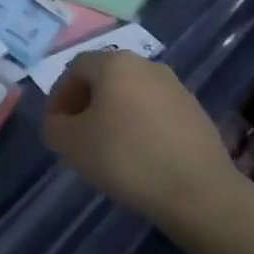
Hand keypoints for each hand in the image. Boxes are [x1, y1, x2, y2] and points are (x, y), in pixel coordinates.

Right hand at [42, 50, 233, 222]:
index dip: (60, 96)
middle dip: (87, 104)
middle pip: (106, 77)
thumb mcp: (71, 144)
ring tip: (110, 149)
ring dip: (116, 114)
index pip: (76, 68)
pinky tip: (141, 156)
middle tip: (79, 136)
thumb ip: (54, 126)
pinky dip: (142, 126)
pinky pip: (156, 112)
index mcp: (114, 63)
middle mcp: (146, 65)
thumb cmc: (126, 159)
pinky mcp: (196, 111)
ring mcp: (175, 86)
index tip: (56, 127)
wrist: (199, 191)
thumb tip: (60, 122)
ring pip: (132, 94)